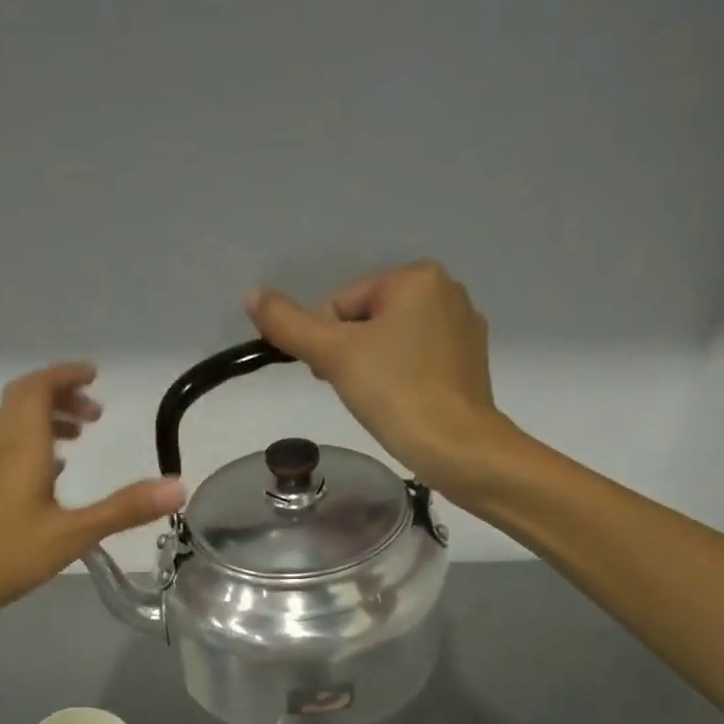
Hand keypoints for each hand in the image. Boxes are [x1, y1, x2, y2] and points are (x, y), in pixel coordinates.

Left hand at [0, 363, 184, 642]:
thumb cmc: (5, 556)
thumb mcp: (72, 535)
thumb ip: (124, 510)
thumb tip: (178, 486)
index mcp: (23, 450)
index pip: (38, 391)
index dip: (64, 377)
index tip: (94, 375)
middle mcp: (3, 453)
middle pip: (23, 403)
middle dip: (58, 396)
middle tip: (93, 412)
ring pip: (13, 429)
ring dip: (45, 421)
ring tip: (79, 438)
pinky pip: (10, 456)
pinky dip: (35, 450)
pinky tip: (53, 477)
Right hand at [245, 261, 522, 505]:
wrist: (457, 446)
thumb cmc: (395, 393)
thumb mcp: (334, 356)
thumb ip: (290, 325)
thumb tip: (251, 295)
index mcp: (416, 277)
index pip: (342, 304)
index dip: (327, 344)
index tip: (333, 378)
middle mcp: (447, 290)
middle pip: (368, 321)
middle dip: (351, 356)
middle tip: (356, 392)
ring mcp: (464, 327)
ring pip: (393, 343)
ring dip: (374, 369)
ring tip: (379, 402)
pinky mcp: (471, 362)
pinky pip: (419, 361)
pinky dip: (403, 380)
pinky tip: (402, 405)